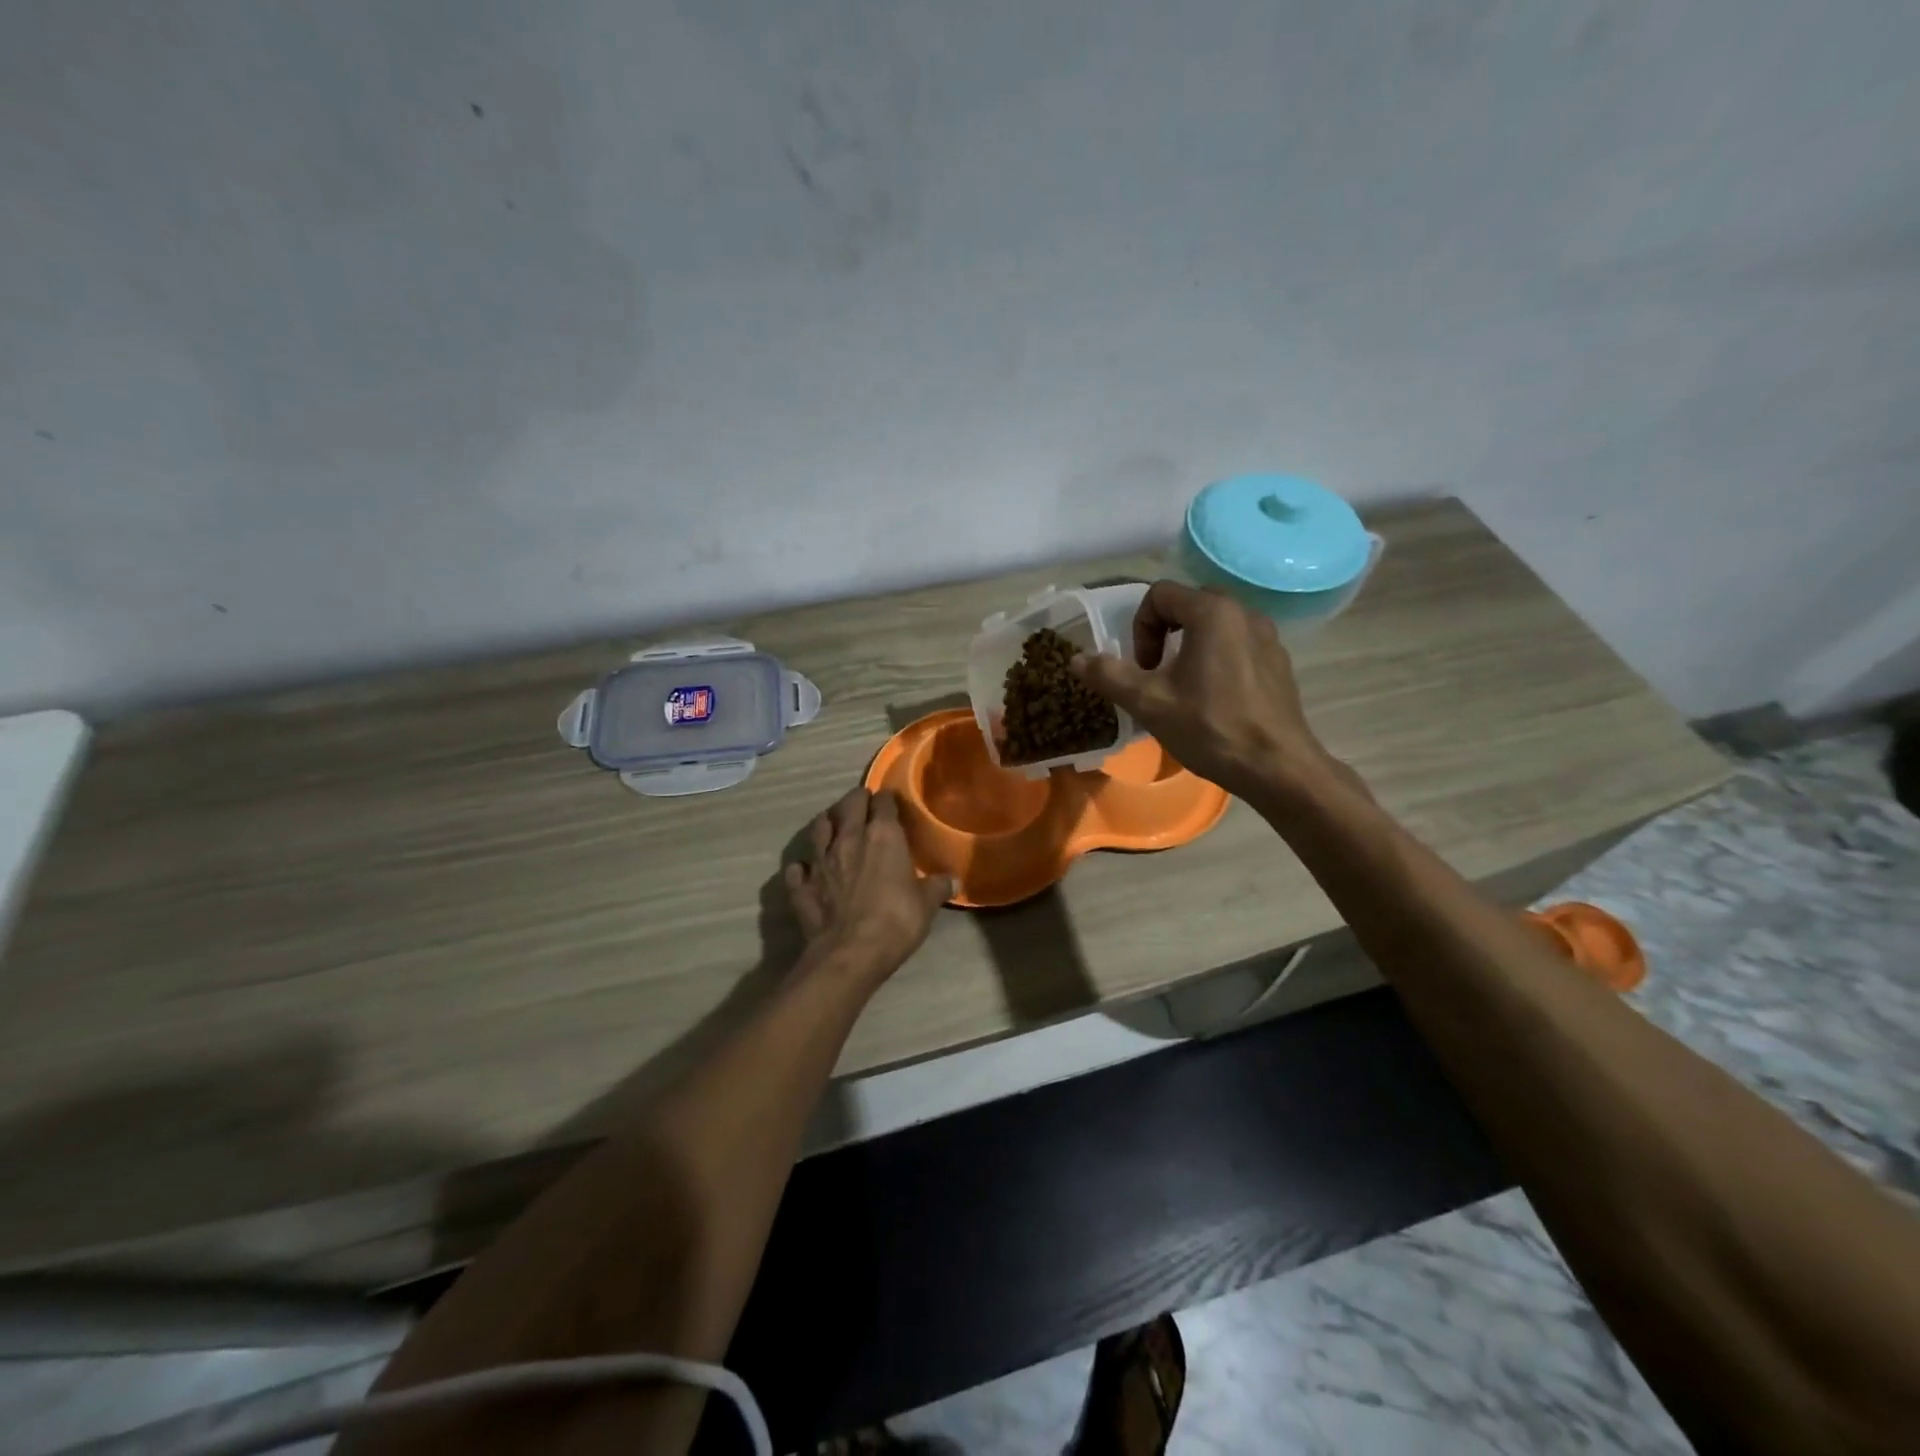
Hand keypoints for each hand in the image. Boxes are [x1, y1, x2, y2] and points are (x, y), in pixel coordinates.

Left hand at [784, 787, 951, 980]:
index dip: (888, 799)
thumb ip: (938, 886)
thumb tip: (954, 881)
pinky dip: (802, 867)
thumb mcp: (927, 904)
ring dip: (826, 823)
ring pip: (818, 828)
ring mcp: (820, 860)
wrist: (850, 953)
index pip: (884, 802)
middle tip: (864, 805)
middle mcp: (848, 838)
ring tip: (833, 826)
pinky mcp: (801, 886)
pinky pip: (797, 868)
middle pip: (849, 804)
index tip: (892, 803)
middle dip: (857, 800)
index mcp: (882, 835)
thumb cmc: (896, 920)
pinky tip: (806, 870)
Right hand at [1071, 580, 1343, 803]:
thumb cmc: (1210, 728)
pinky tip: (1214, 699)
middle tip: (1156, 672)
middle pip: (1189, 603)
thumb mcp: (1149, 703)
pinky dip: (1217, 657)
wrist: (1277, 767)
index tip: (1143, 667)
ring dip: (1189, 645)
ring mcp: (1268, 636)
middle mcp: (1244, 612)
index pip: (1160, 594)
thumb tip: (1076, 659)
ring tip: (1183, 687)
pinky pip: (1238, 643)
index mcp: (1213, 612)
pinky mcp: (1279, 660)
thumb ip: (1109, 675)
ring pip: (1215, 624)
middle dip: (1163, 632)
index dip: (1140, 628)